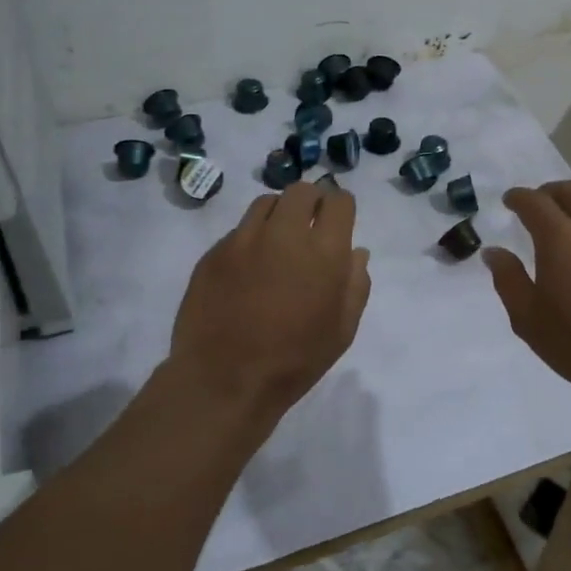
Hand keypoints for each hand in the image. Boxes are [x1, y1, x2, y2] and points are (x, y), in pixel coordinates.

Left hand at [169, 182, 371, 415]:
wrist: (224, 380)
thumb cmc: (295, 361)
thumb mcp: (342, 330)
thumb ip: (356, 284)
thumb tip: (356, 252)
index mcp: (324, 251)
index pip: (339, 201)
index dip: (341, 208)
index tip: (338, 222)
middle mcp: (284, 233)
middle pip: (301, 190)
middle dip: (311, 202)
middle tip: (310, 227)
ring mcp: (244, 239)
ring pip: (266, 202)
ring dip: (280, 214)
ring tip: (278, 242)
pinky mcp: (214, 252)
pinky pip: (239, 229)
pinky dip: (251, 238)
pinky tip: (250, 267)